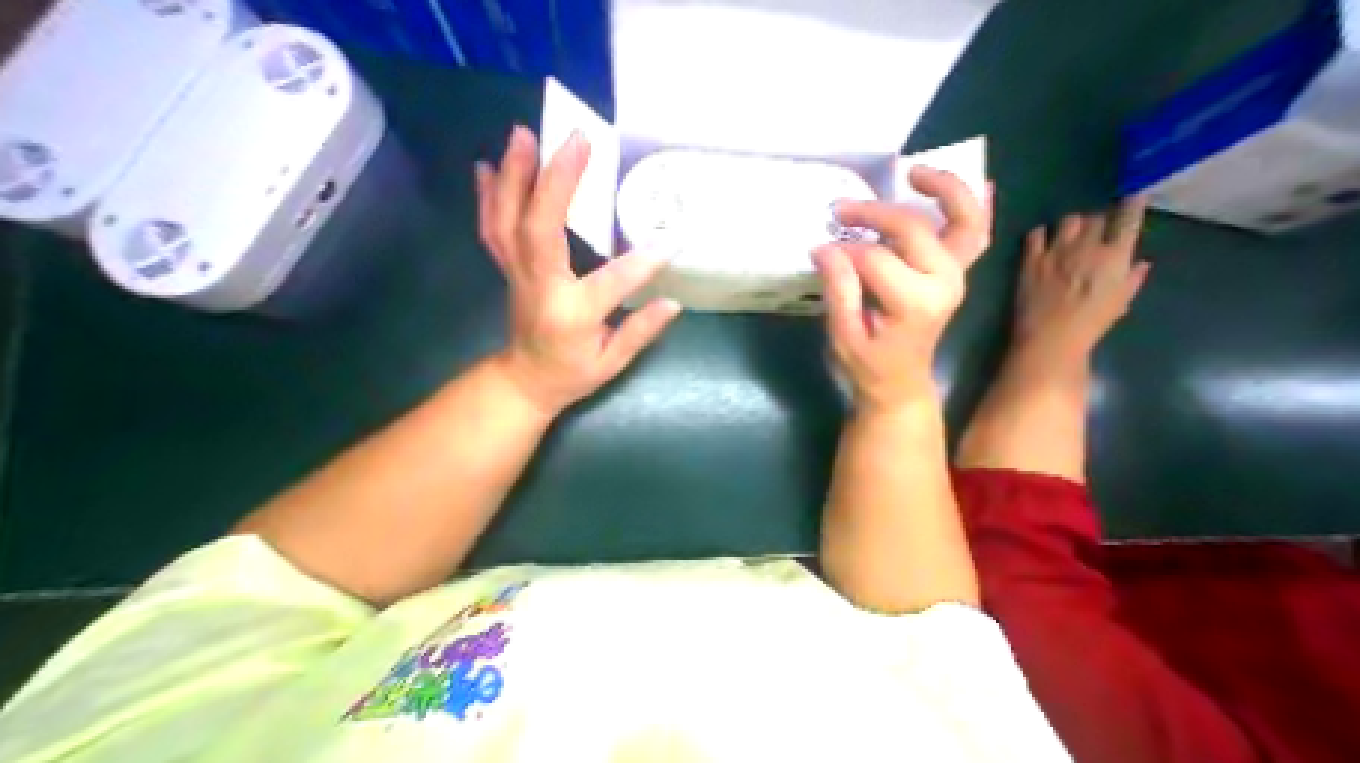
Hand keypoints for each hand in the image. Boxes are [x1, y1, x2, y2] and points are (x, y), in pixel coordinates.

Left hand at [476, 125, 685, 416]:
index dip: (642, 263)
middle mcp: (540, 288)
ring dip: (514, 175)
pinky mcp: (508, 270)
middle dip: (557, 181)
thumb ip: (641, 331)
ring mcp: (518, 275)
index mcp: (572, 315)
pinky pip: (492, 229)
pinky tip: (487, 167)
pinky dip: (488, 196)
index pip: (612, 282)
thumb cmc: (572, 374)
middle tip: (576, 141)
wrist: (526, 381)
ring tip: (524, 135)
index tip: (671, 241)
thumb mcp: (612, 363)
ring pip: (507, 221)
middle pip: (540, 228)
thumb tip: (673, 303)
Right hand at [812, 168, 996, 416]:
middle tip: (839, 210)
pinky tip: (973, 184)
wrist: (899, 382)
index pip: (874, 259)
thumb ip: (838, 290)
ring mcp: (957, 275)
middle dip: (873, 213)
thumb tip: (824, 248)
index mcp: (914, 302)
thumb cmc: (867, 363)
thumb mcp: (843, 333)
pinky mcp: (956, 274)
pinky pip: (974, 233)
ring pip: (963, 219)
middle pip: (912, 229)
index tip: (819, 251)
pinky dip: (973, 206)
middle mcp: (945, 282)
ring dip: (943, 189)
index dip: (844, 252)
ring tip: (912, 172)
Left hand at [1013, 201, 1150, 360]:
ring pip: (1067, 221)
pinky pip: (1034, 236)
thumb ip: (1132, 278)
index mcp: (1117, 255)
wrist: (1049, 333)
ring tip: (1067, 231)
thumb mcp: (1122, 300)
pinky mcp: (1030, 261)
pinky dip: (1039, 233)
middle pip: (1094, 218)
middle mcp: (1087, 247)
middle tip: (1092, 226)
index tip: (1133, 197)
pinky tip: (1040, 237)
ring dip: (1070, 224)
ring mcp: (1056, 252)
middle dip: (1096, 219)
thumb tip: (1139, 263)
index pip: (1129, 220)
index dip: (1132, 205)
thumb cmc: (1090, 321)